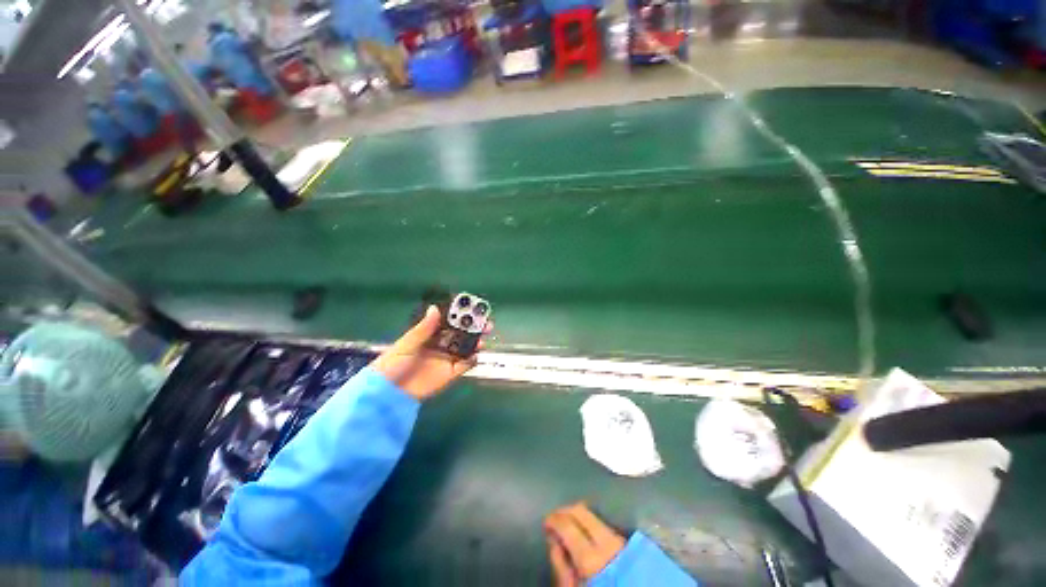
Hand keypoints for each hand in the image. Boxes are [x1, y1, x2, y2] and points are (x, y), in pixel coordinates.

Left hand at [372, 305, 487, 400]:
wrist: (388, 394)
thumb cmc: (392, 364)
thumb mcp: (407, 344)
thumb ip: (423, 328)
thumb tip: (435, 308)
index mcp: (429, 335)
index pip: (447, 322)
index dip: (459, 315)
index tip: (470, 308)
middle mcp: (440, 345)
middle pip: (460, 333)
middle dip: (472, 327)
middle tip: (485, 322)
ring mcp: (446, 359)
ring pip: (465, 347)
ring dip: (475, 342)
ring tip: (483, 338)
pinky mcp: (450, 374)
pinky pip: (465, 365)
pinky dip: (472, 360)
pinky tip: (477, 354)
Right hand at [544, 502, 626, 585]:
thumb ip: (561, 564)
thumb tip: (553, 538)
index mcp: (590, 557)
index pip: (567, 524)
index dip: (553, 519)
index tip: (546, 521)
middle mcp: (605, 541)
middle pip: (581, 511)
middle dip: (565, 510)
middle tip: (555, 517)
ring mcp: (618, 539)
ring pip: (592, 514)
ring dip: (578, 515)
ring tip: (568, 522)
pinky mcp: (625, 541)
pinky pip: (602, 522)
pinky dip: (589, 521)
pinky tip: (583, 529)